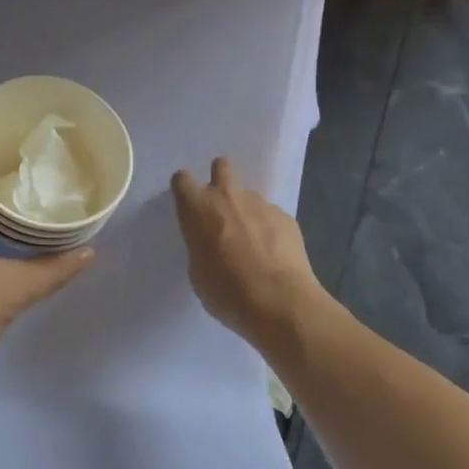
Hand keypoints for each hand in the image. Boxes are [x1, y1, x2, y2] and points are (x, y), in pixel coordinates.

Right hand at [171, 157, 329, 351]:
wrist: (280, 303)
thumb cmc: (227, 291)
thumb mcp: (197, 271)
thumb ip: (200, 245)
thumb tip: (211, 242)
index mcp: (197, 207)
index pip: (182, 178)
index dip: (185, 189)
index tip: (189, 204)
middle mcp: (227, 196)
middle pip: (222, 166)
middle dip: (220, 178)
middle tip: (222, 207)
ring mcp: (260, 204)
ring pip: (249, 195)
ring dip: (247, 211)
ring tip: (254, 243)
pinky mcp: (286, 217)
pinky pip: (272, 216)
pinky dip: (270, 229)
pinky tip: (275, 255)